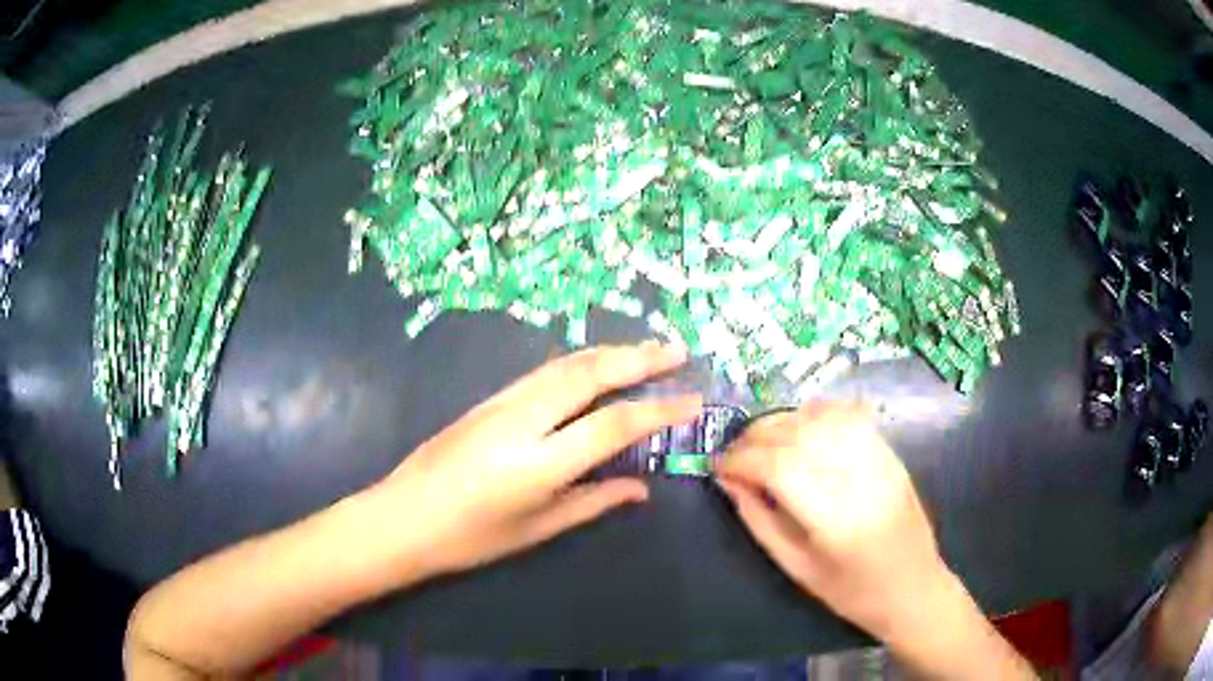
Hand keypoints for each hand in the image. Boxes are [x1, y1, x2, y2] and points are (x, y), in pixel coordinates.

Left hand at [372, 342, 701, 579]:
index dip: (659, 410)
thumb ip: (592, 502)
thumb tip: (641, 488)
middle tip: (678, 350)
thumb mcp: (535, 529)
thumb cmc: (467, 539)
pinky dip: (580, 362)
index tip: (693, 400)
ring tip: (646, 351)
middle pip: (589, 374)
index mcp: (537, 464)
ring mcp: (500, 403)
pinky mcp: (487, 399)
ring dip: (610, 353)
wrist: (400, 518)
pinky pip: (543, 372)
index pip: (613, 425)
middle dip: (639, 358)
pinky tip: (595, 366)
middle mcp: (521, 420)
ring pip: (565, 364)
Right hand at [716, 401, 950, 639]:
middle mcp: (858, 478)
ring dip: (782, 421)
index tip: (718, 467)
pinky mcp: (889, 451)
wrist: (913, 587)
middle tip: (734, 454)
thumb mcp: (796, 568)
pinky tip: (799, 426)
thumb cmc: (851, 591)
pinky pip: (848, 414)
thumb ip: (759, 521)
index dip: (741, 460)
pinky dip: (816, 412)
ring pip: (821, 417)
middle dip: (754, 437)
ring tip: (761, 441)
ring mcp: (879, 459)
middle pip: (798, 435)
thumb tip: (728, 482)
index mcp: (834, 518)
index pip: (778, 466)